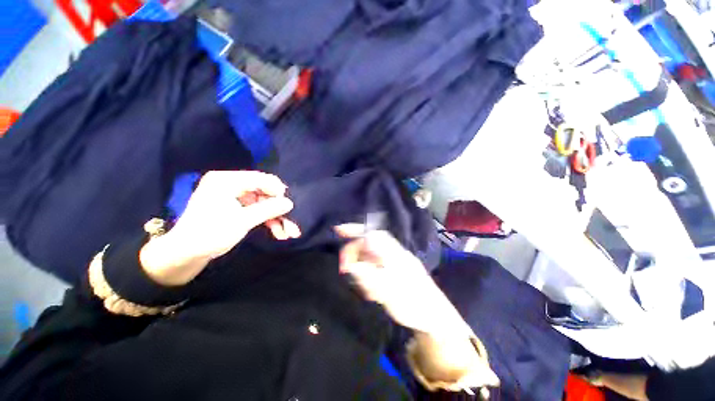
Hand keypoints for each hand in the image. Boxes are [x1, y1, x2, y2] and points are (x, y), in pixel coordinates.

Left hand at [141, 171, 299, 285]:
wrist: (185, 255)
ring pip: (262, 204)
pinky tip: (278, 232)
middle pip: (264, 193)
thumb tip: (289, 203)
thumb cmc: (210, 234)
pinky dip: (267, 220)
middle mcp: (230, 185)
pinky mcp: (235, 208)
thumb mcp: (242, 221)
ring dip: (275, 218)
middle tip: (291, 223)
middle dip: (278, 210)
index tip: (289, 206)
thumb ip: (268, 210)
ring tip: (288, 233)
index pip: (260, 179)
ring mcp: (233, 197)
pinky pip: (256, 210)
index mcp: (226, 181)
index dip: (277, 192)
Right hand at [335, 224, 469, 337]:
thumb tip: (351, 265)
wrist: (434, 317)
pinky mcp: (392, 273)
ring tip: (367, 290)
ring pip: (370, 259)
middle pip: (368, 246)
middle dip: (355, 255)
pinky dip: (369, 279)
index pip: (373, 234)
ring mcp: (393, 263)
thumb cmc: (414, 304)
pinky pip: (374, 270)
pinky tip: (373, 292)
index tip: (339, 230)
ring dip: (363, 272)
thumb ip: (369, 277)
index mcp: (394, 254)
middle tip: (346, 270)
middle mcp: (392, 254)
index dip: (356, 229)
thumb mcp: (389, 292)